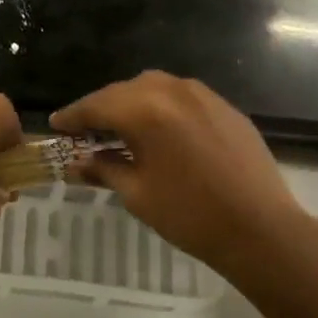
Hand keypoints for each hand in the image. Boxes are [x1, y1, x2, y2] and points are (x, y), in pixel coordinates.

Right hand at [51, 72, 310, 275]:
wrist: (261, 229)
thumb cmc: (191, 215)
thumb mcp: (137, 194)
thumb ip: (104, 169)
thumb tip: (78, 163)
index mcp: (146, 110)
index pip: (97, 105)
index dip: (73, 116)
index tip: (55, 125)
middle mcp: (173, 91)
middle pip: (125, 91)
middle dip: (102, 108)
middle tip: (84, 130)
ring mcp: (204, 95)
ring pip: (155, 87)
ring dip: (132, 103)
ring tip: (120, 128)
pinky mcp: (225, 108)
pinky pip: (182, 97)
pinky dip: (162, 107)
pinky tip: (159, 131)